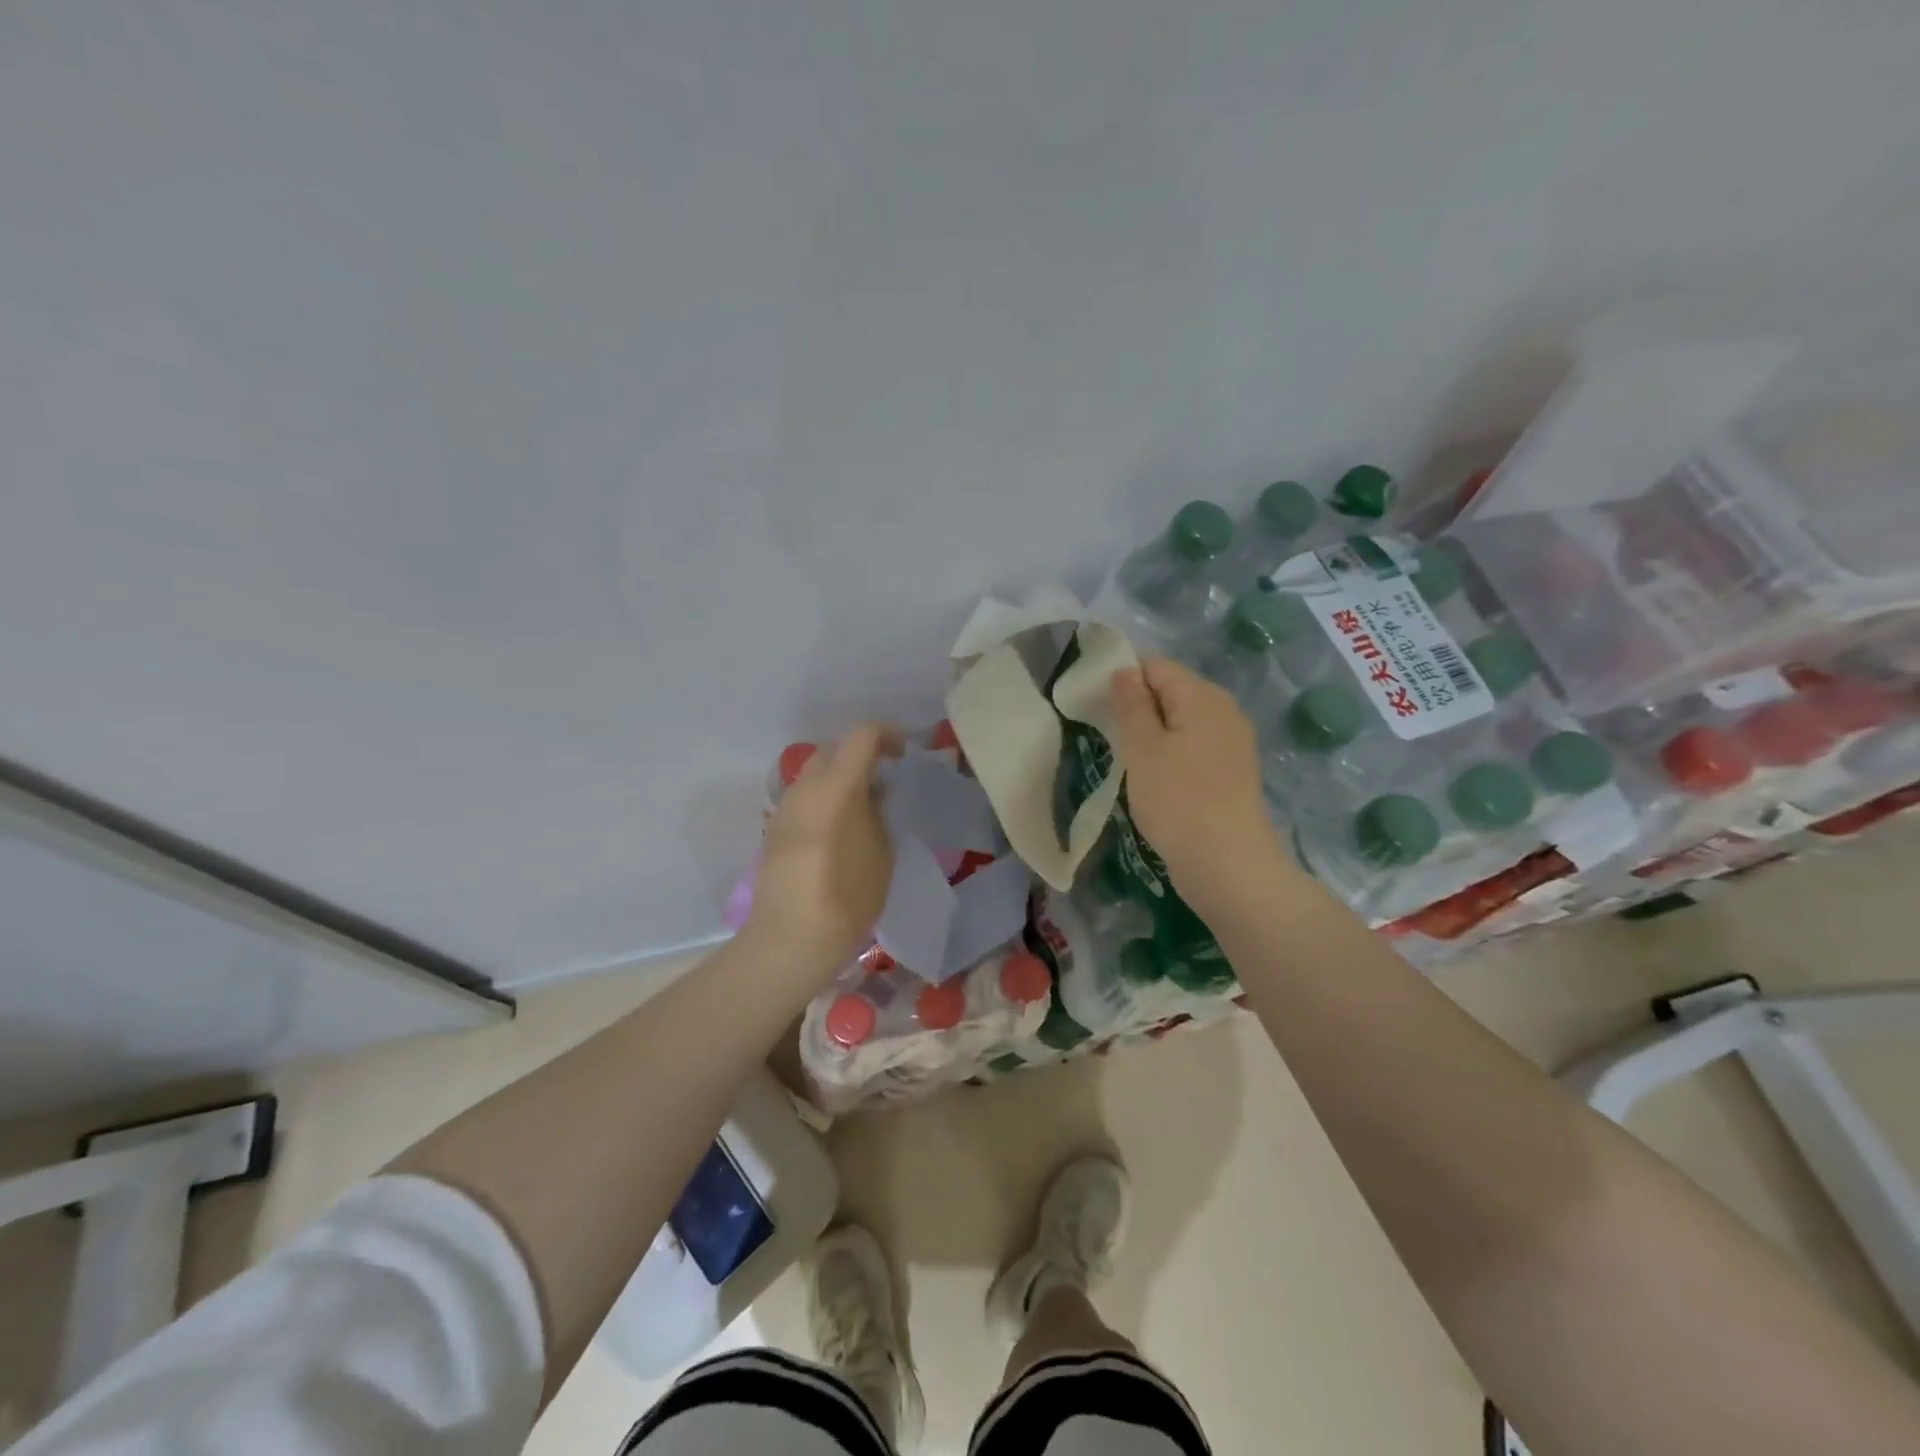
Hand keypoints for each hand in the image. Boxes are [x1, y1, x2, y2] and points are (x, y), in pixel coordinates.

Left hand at [746, 724, 898, 976]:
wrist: (791, 937)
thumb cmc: (848, 894)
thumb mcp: (882, 851)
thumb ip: (879, 812)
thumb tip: (874, 792)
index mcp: (837, 786)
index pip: (861, 735)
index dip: (886, 736)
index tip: (902, 755)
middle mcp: (805, 787)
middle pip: (832, 751)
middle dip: (858, 758)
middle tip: (881, 784)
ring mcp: (784, 808)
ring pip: (813, 775)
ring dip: (837, 781)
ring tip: (859, 811)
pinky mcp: (773, 830)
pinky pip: (802, 801)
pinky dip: (821, 802)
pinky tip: (835, 833)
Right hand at [1108, 658, 1285, 900]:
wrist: (1227, 865)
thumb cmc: (1177, 800)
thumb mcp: (1142, 748)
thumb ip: (1131, 704)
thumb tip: (1124, 670)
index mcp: (1203, 696)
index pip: (1156, 666)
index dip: (1124, 680)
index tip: (1098, 710)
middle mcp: (1224, 710)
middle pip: (1171, 691)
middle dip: (1138, 709)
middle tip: (1111, 739)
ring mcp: (1233, 742)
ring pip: (1181, 722)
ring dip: (1153, 736)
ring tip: (1131, 764)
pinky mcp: (1232, 771)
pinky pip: (1194, 747)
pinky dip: (1171, 755)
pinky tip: (1157, 782)